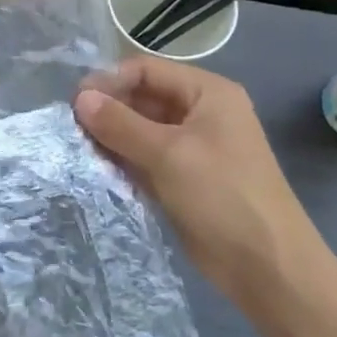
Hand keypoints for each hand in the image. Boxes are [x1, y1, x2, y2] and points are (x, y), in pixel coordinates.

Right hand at [74, 57, 320, 302]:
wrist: (266, 266)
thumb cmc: (222, 196)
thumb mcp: (168, 153)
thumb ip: (120, 123)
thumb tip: (80, 98)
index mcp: (207, 93)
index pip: (147, 70)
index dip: (110, 81)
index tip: (75, 103)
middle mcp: (199, 113)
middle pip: (142, 98)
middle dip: (108, 110)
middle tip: (71, 128)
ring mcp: (191, 147)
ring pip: (140, 130)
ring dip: (111, 137)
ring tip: (78, 148)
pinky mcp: (182, 177)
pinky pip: (144, 157)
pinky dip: (121, 160)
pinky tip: (95, 168)